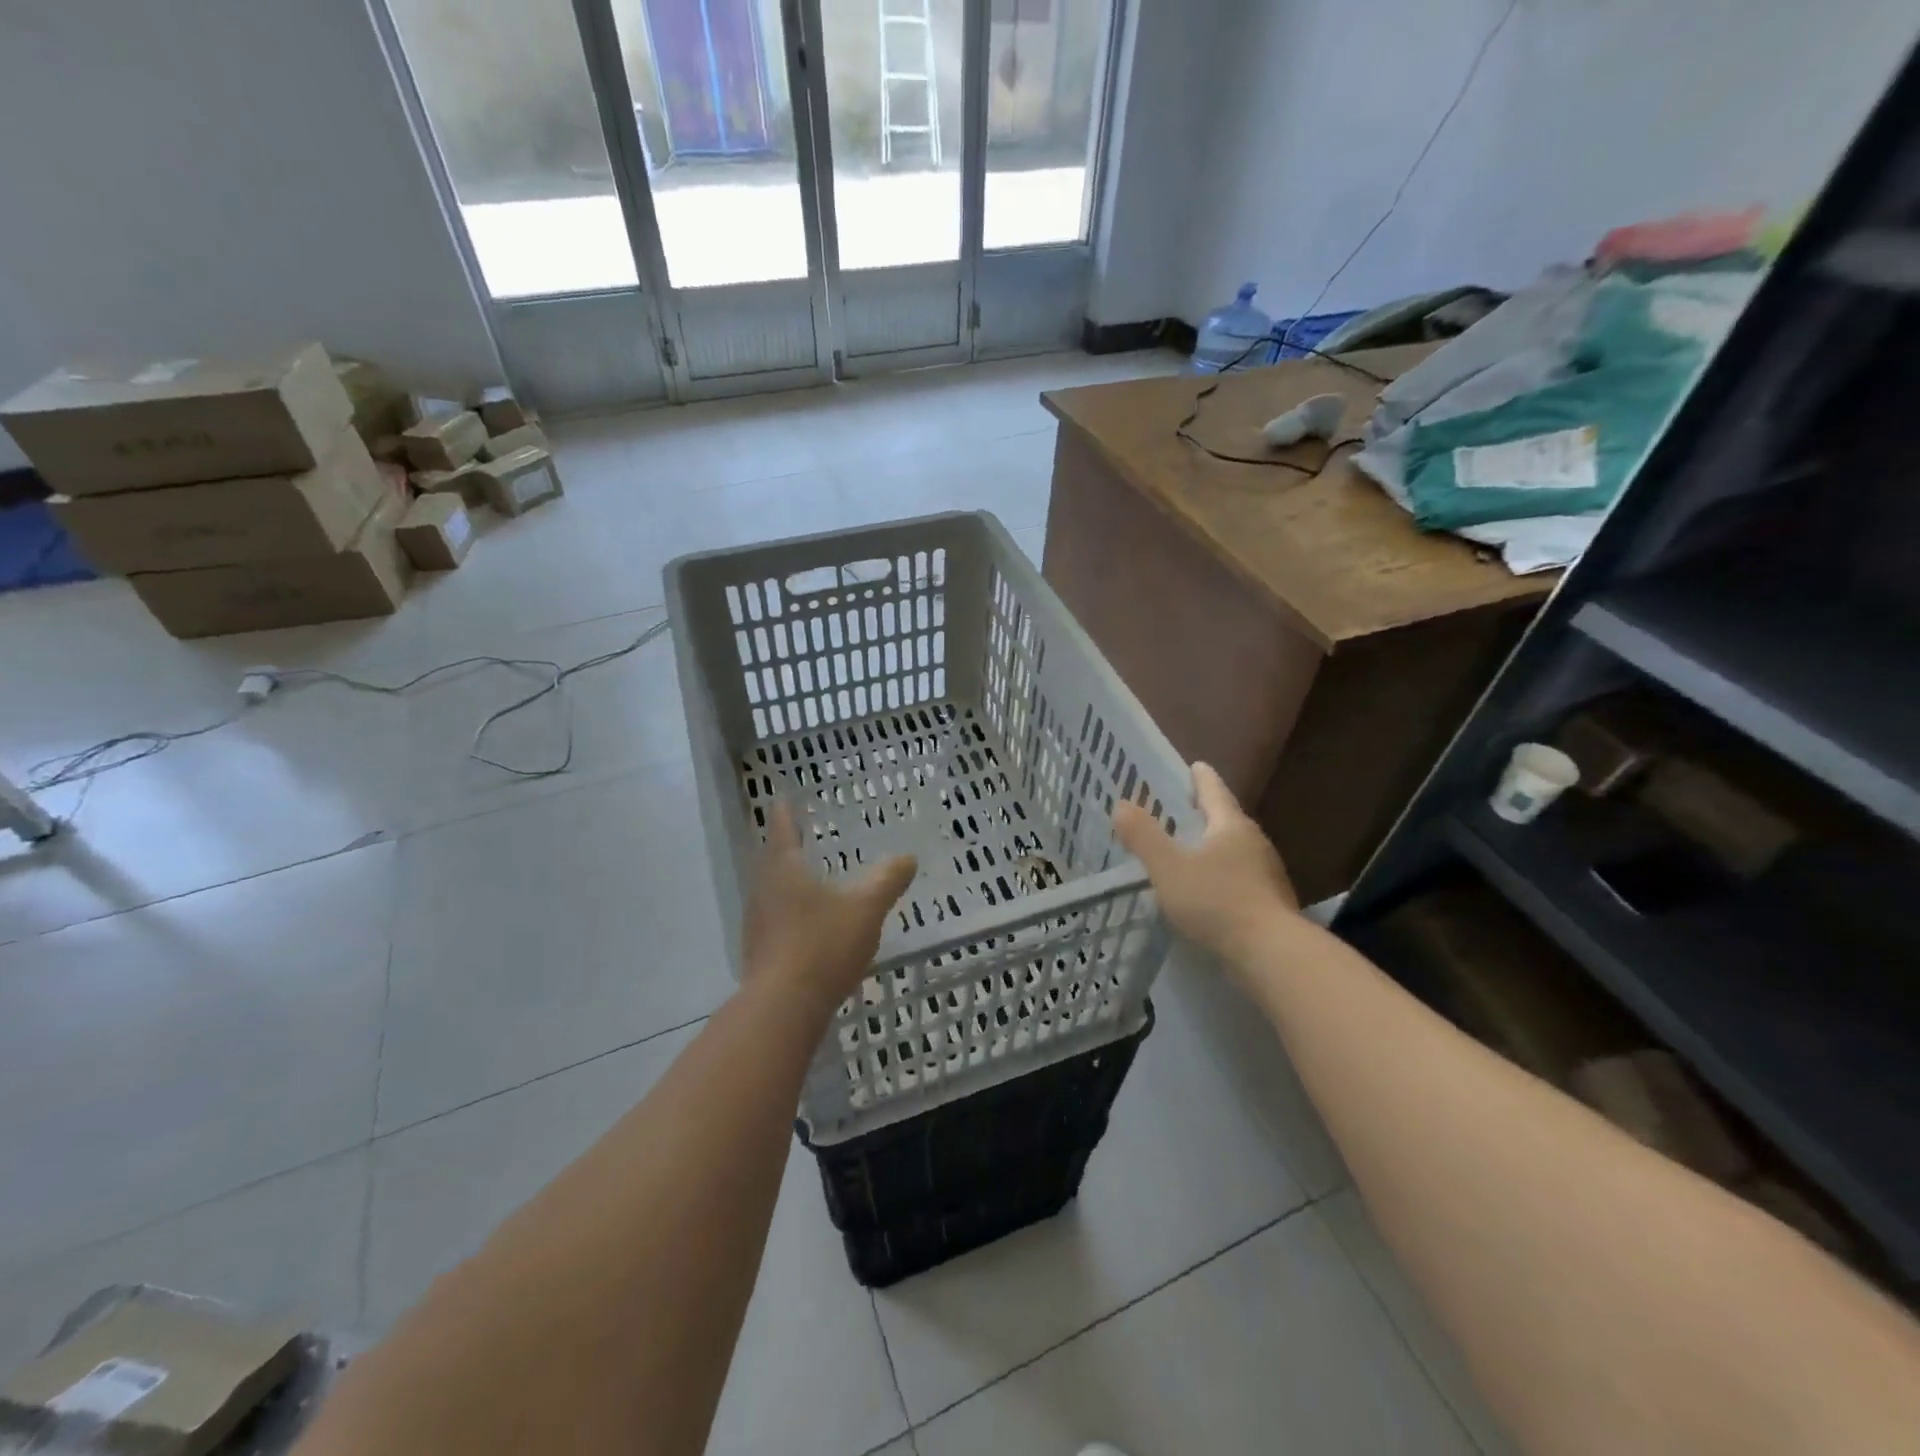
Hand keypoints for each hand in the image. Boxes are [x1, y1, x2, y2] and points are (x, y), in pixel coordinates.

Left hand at [742, 800, 917, 1014]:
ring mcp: (757, 923)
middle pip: (773, 860)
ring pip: (773, 891)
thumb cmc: (822, 944)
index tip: (785, 799)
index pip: (783, 829)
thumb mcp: (866, 908)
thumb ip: (887, 880)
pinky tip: (809, 924)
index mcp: (784, 869)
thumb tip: (907, 857)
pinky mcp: (760, 952)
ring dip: (789, 881)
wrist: (783, 1007)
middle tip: (804, 836)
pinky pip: (776, 920)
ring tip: (810, 877)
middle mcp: (763, 890)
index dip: (786, 813)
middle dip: (788, 847)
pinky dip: (792, 912)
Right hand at [1113, 762, 1298, 963]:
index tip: (1196, 765)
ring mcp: (1267, 875)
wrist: (1271, 954)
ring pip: (1235, 851)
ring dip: (1214, 847)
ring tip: (1191, 851)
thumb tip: (1121, 804)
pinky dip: (1222, 876)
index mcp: (1231, 826)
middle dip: (1206, 813)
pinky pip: (1240, 879)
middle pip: (1227, 820)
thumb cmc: (1217, 901)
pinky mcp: (1270, 904)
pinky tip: (1208, 891)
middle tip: (1185, 808)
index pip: (1214, 791)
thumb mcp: (1168, 868)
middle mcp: (1254, 843)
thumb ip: (1143, 836)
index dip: (1201, 778)